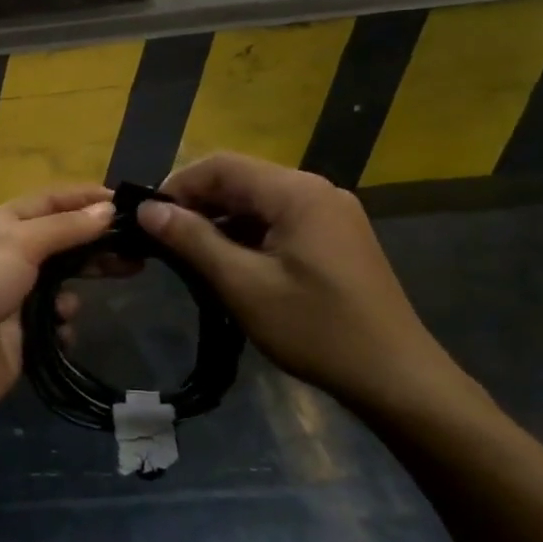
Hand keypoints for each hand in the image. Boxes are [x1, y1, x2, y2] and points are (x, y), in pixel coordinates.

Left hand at [0, 186, 115, 419]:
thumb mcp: (17, 243)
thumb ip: (65, 227)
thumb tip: (107, 207)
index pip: (50, 201)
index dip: (86, 198)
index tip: (127, 201)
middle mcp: (7, 256)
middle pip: (61, 243)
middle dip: (94, 248)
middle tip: (137, 254)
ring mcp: (13, 298)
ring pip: (61, 287)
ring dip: (71, 296)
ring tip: (67, 308)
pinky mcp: (21, 337)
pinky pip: (55, 326)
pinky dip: (60, 328)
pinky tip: (56, 334)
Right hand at [137, 154, 472, 420]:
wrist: (396, 376)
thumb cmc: (316, 329)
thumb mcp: (244, 285)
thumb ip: (193, 240)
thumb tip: (148, 209)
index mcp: (296, 192)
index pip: (221, 165)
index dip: (177, 185)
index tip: (146, 218)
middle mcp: (316, 190)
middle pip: (241, 179)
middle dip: (197, 203)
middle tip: (162, 239)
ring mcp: (331, 213)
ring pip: (259, 201)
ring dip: (221, 220)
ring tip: (188, 255)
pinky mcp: (336, 236)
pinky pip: (279, 220)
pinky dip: (247, 234)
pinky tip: (230, 264)